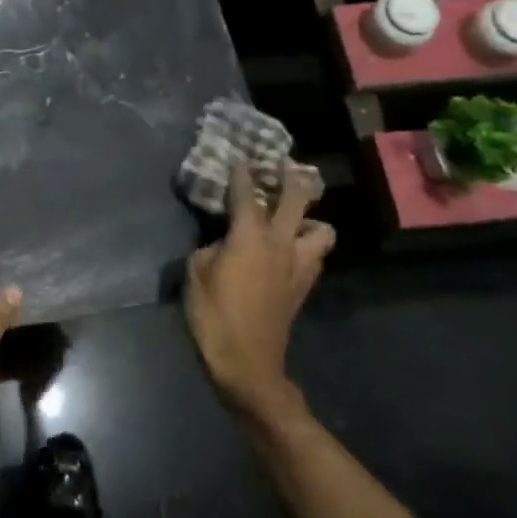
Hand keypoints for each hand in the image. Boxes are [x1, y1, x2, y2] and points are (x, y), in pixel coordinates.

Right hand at [185, 161, 333, 415]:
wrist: (247, 362)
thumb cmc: (214, 315)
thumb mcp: (195, 273)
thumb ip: (210, 248)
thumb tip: (222, 243)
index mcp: (250, 236)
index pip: (246, 194)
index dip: (241, 173)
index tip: (239, 155)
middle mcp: (281, 243)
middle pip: (297, 200)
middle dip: (292, 178)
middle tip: (284, 166)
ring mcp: (298, 265)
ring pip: (321, 229)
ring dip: (309, 218)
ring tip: (293, 217)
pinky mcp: (303, 286)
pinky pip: (315, 254)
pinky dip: (307, 244)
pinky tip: (290, 248)